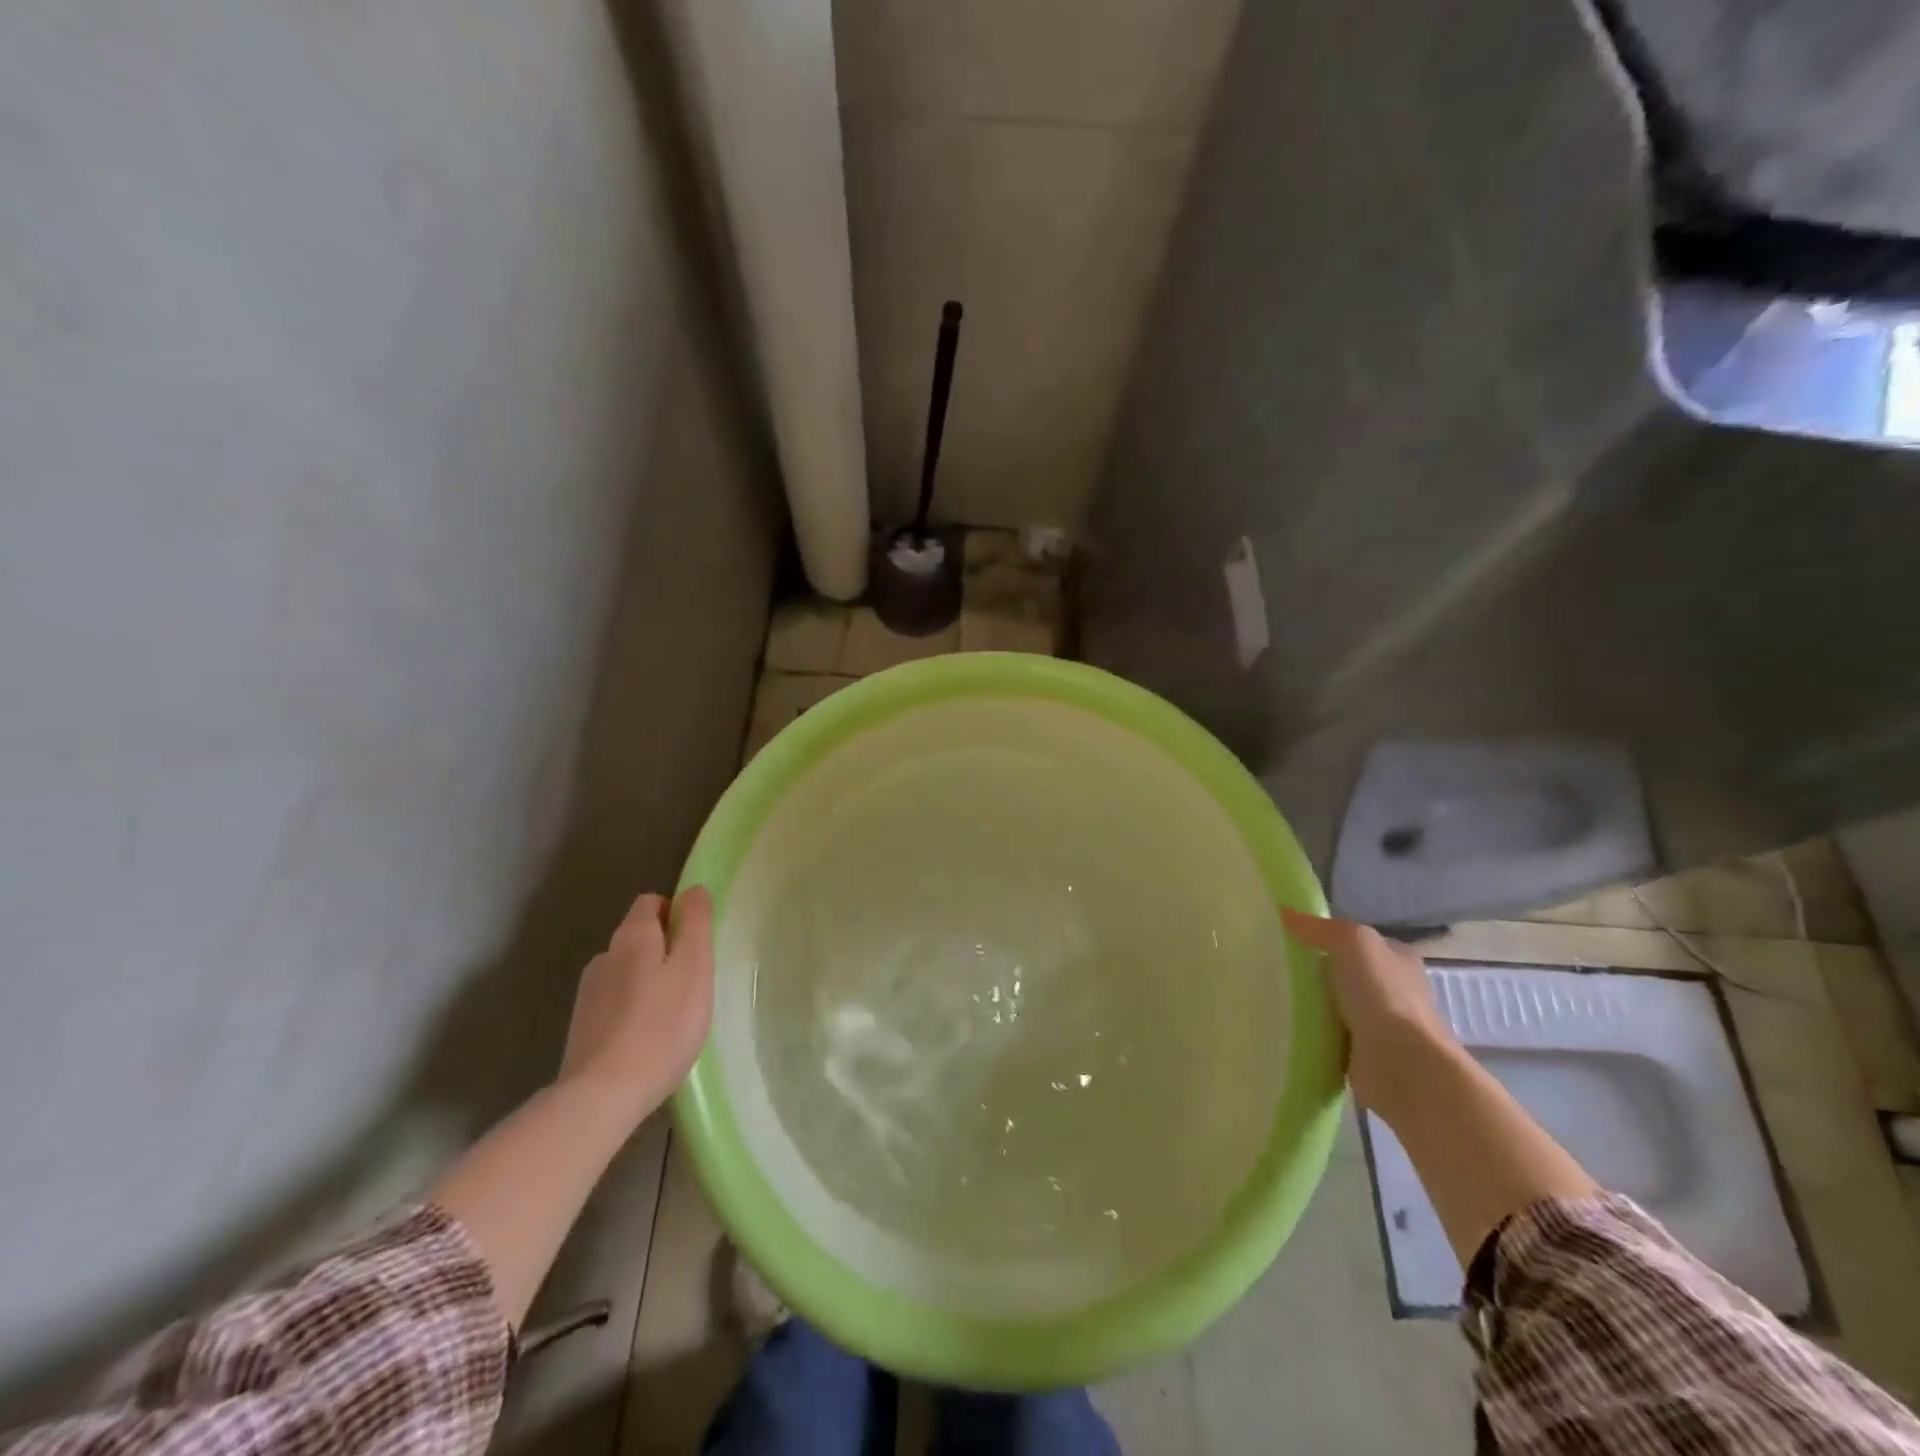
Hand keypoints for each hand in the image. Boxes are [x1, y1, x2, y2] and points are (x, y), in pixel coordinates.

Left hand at [558, 888, 715, 1121]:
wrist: (602, 1095)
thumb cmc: (662, 1025)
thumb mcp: (694, 967)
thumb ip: (696, 924)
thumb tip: (693, 889)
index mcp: (633, 936)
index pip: (651, 902)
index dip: (676, 912)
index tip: (697, 941)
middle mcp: (605, 956)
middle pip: (639, 936)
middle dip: (665, 948)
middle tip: (693, 980)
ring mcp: (589, 993)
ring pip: (626, 970)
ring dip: (648, 980)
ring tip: (673, 1012)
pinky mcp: (583, 1027)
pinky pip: (616, 1002)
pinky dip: (633, 1008)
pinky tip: (649, 1036)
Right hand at [1281, 908, 1457, 1114]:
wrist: (1402, 1064)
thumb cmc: (1382, 994)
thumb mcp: (1352, 941)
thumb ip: (1320, 928)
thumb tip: (1286, 913)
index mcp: (1397, 959)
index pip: (1359, 942)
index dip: (1328, 937)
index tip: (1292, 939)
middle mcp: (1394, 990)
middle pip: (1345, 974)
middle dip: (1316, 973)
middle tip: (1276, 967)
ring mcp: (1381, 1025)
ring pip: (1336, 1005)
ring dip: (1312, 1005)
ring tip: (1274, 995)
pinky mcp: (1365, 1055)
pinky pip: (1330, 1036)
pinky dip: (1313, 1032)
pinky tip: (1288, 1026)